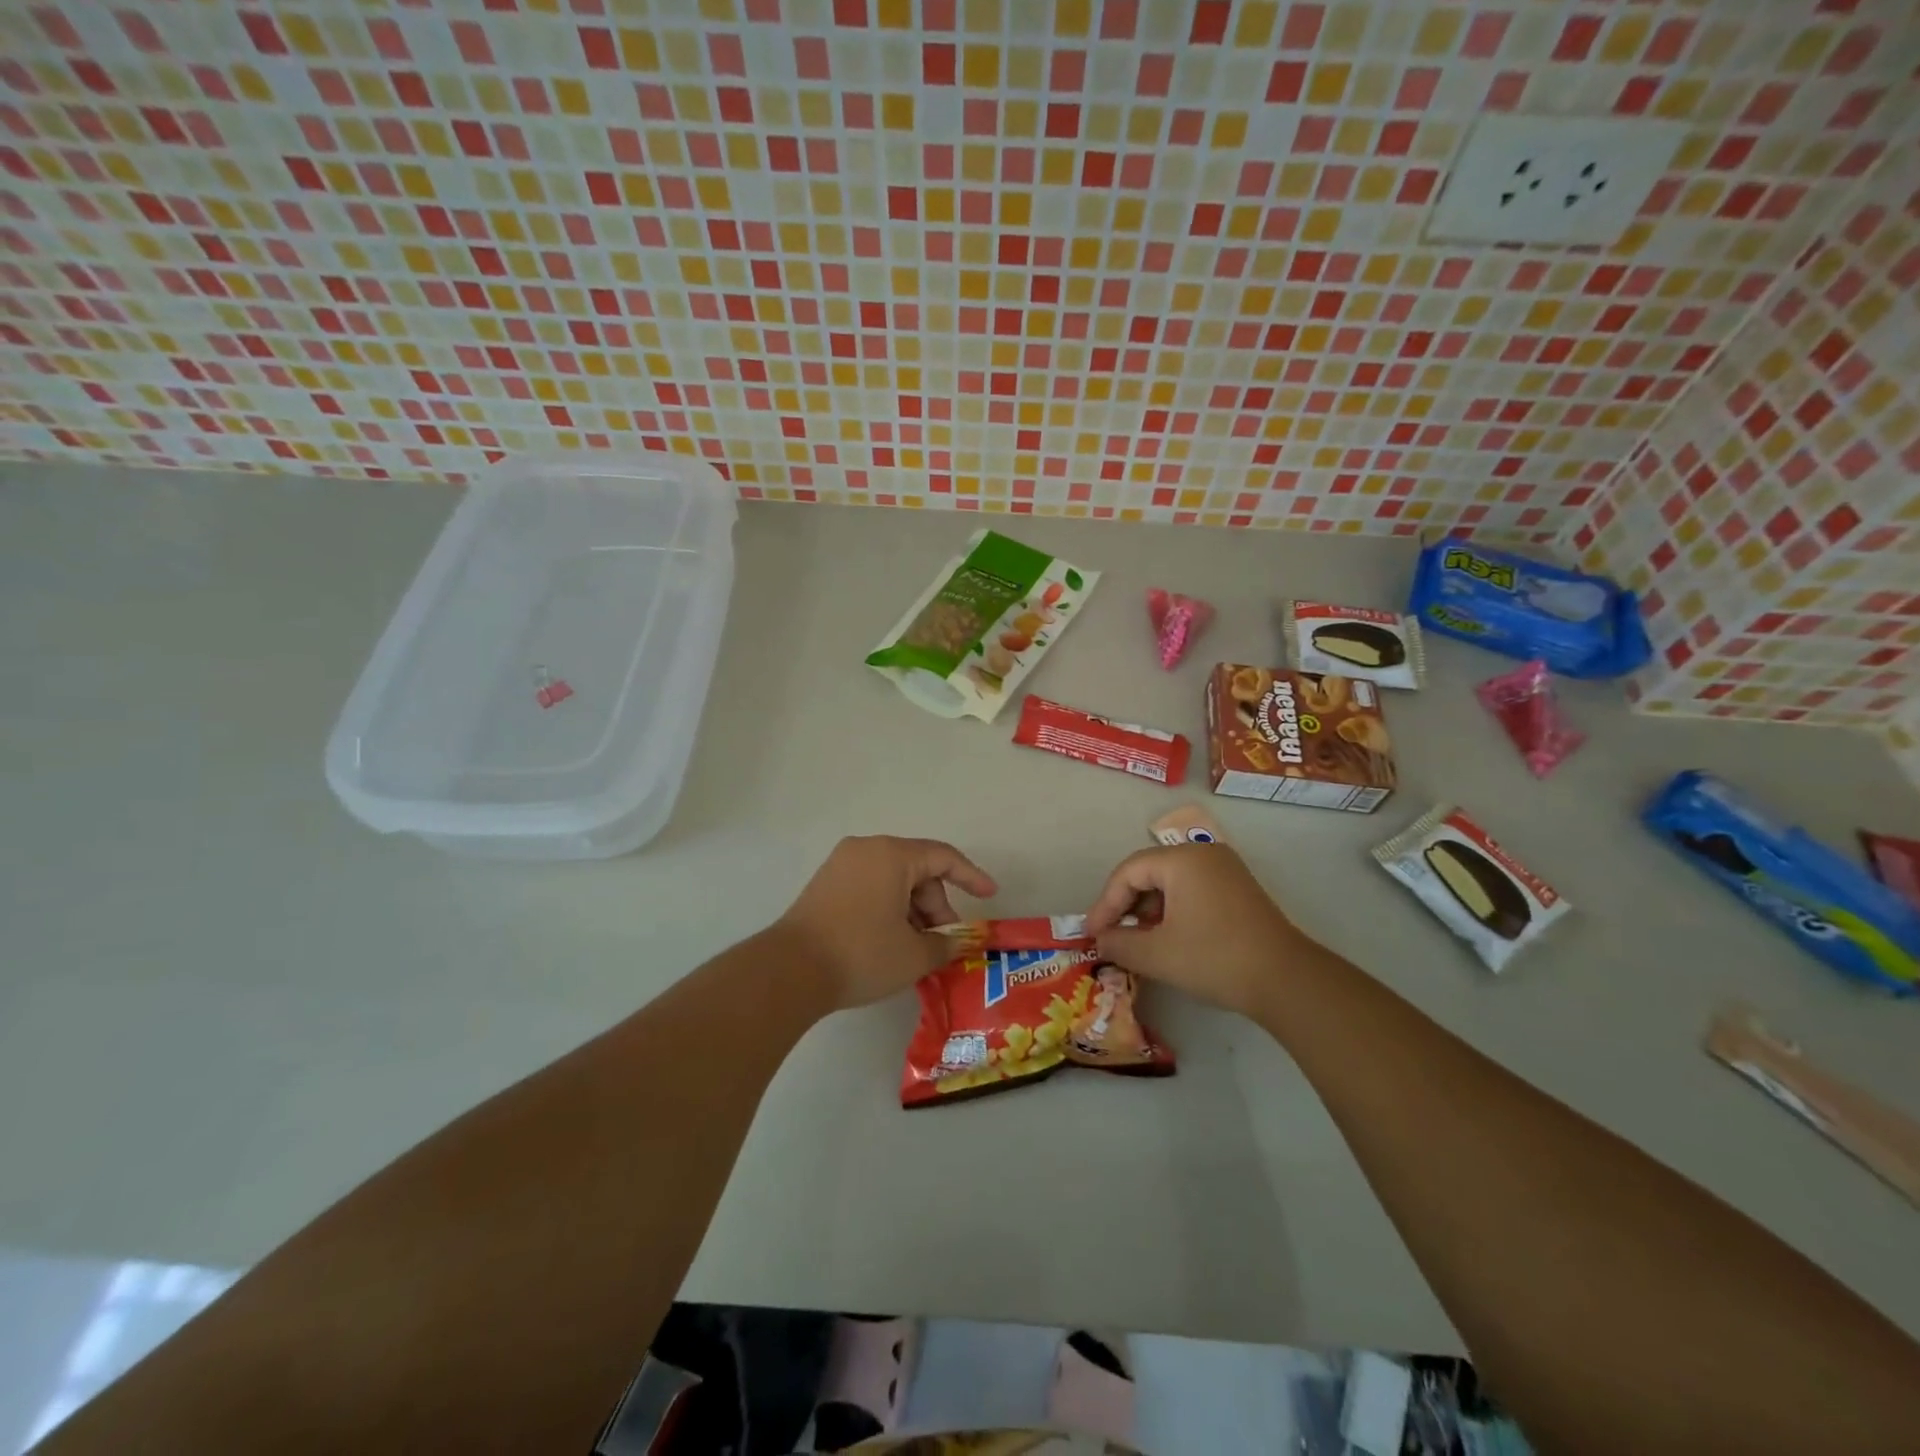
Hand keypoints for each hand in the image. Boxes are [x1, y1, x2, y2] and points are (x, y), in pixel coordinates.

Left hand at [776, 836, 996, 1010]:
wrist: (789, 971)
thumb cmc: (861, 954)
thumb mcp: (914, 955)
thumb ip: (946, 945)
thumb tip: (958, 943)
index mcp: (892, 855)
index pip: (943, 857)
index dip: (972, 876)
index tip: (990, 896)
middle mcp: (866, 849)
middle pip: (917, 871)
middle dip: (937, 907)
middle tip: (944, 944)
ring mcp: (841, 865)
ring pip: (893, 881)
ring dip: (913, 912)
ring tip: (917, 951)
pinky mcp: (825, 885)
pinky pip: (870, 888)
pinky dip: (889, 910)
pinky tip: (891, 943)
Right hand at [1083, 844, 1320, 1017]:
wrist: (1286, 980)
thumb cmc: (1215, 958)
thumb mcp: (1157, 954)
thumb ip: (1119, 943)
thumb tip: (1101, 940)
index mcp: (1182, 859)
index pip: (1128, 872)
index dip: (1105, 903)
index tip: (1093, 933)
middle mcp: (1203, 854)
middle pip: (1149, 872)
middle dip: (1126, 905)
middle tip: (1111, 935)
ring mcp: (1225, 869)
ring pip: (1171, 882)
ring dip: (1149, 909)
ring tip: (1137, 940)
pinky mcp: (1239, 888)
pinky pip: (1193, 889)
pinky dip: (1173, 910)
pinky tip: (1168, 937)